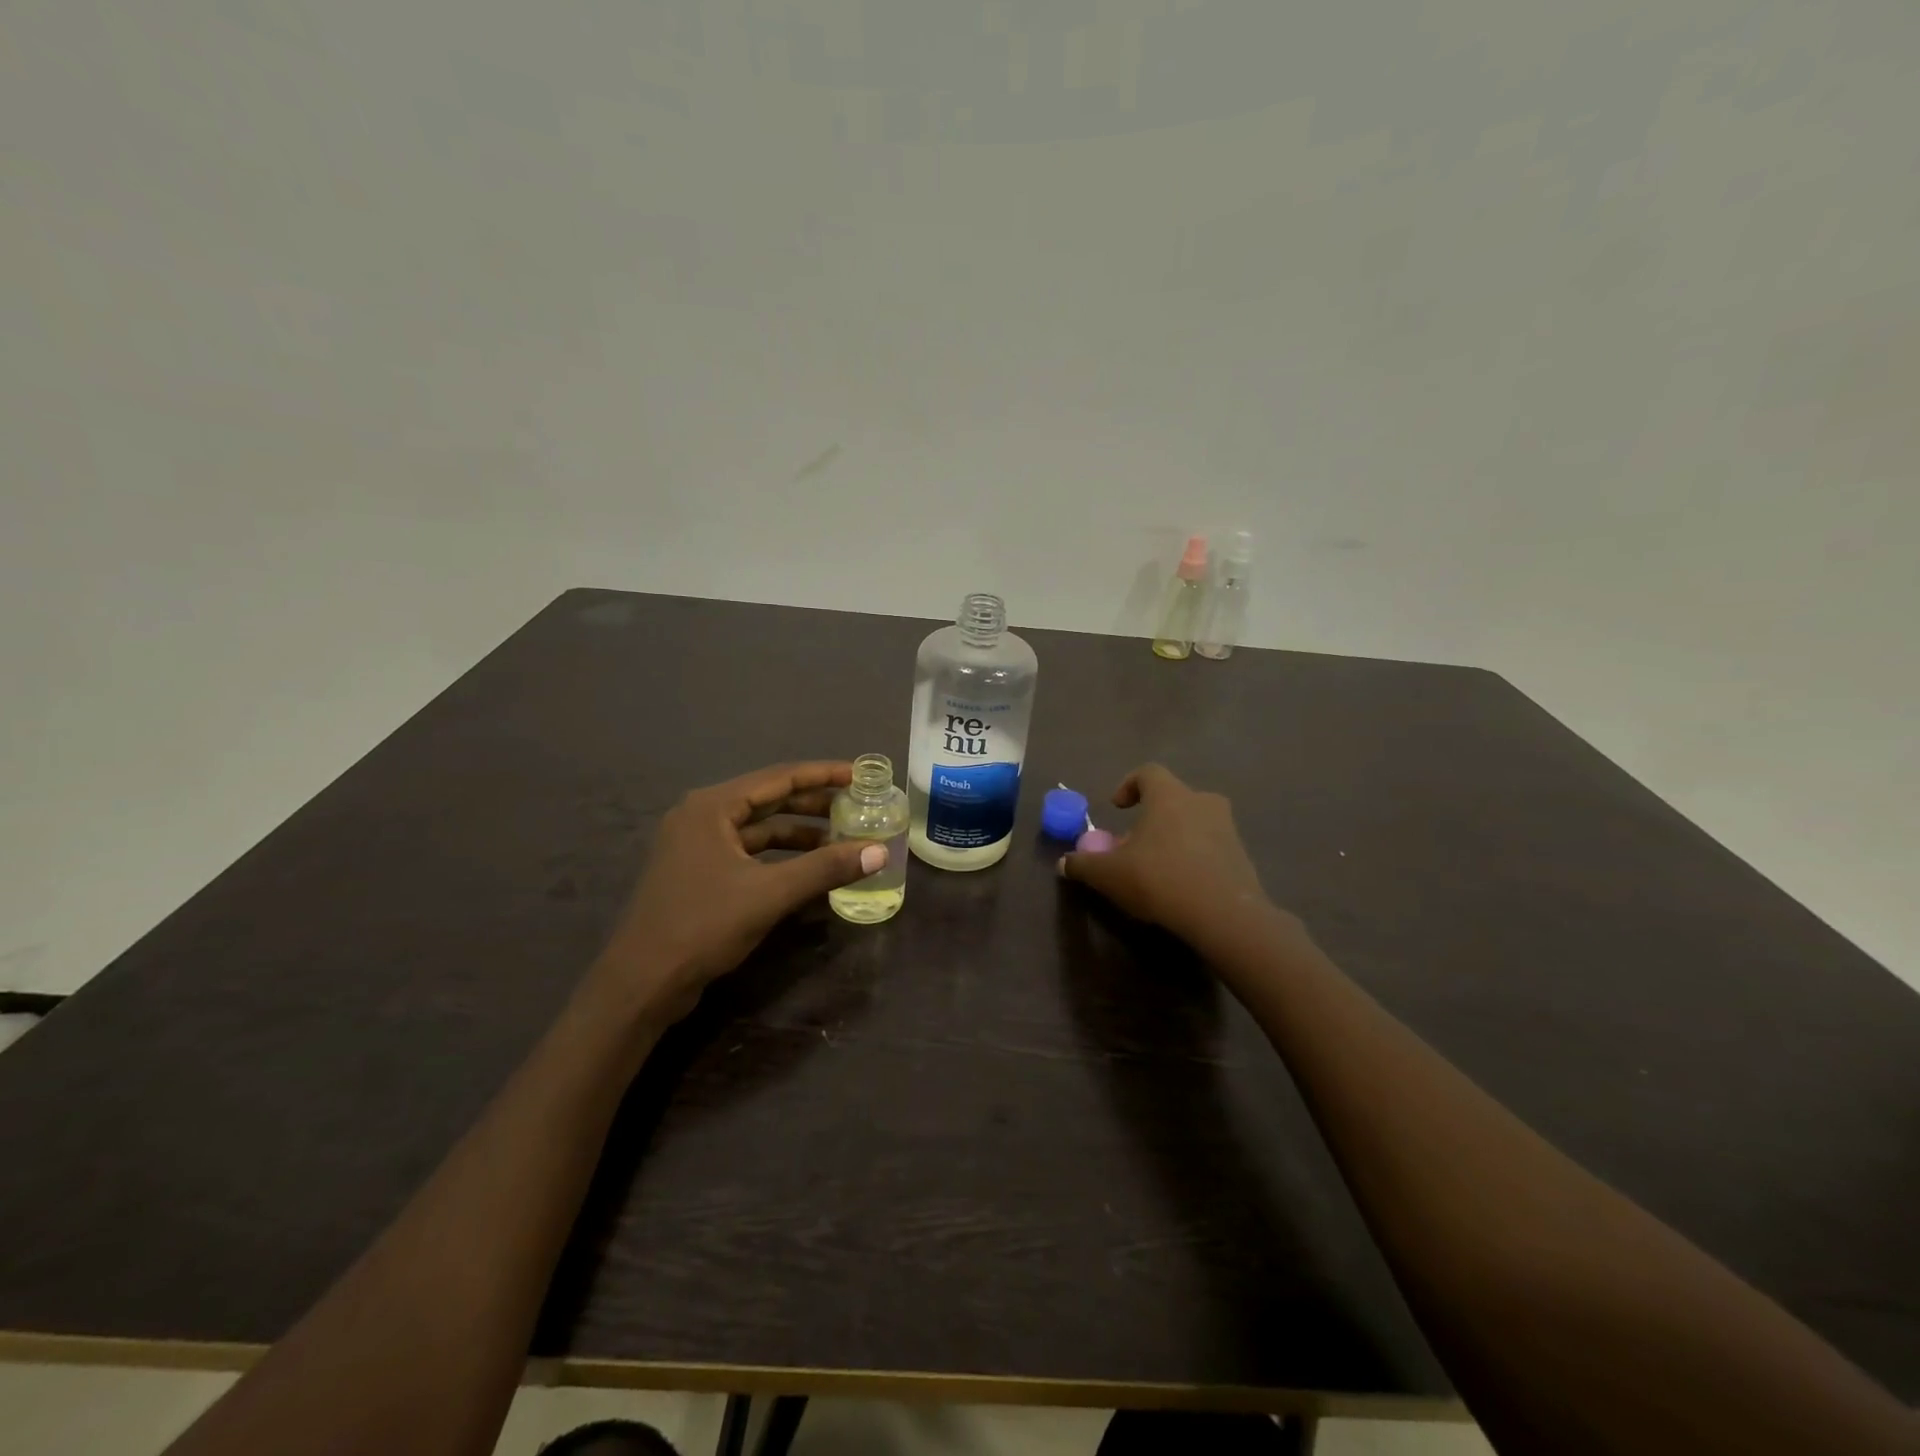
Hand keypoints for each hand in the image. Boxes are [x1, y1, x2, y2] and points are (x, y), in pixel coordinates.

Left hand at [593, 761, 885, 1022]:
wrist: (641, 983)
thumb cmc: (702, 925)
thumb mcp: (770, 894)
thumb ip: (826, 868)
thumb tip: (880, 851)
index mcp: (712, 807)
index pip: (779, 778)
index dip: (823, 775)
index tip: (860, 775)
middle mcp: (702, 817)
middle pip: (769, 800)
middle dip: (814, 805)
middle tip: (857, 807)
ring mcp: (698, 846)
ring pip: (760, 830)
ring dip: (800, 834)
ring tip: (842, 841)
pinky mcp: (699, 873)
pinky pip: (750, 853)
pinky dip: (781, 858)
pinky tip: (810, 870)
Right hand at [1058, 764, 1277, 948]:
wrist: (1223, 915)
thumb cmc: (1159, 878)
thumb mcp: (1108, 874)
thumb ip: (1083, 865)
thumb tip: (1063, 863)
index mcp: (1170, 795)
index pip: (1148, 773)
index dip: (1129, 785)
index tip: (1117, 807)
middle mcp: (1202, 802)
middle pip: (1173, 798)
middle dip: (1151, 817)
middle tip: (1134, 844)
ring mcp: (1227, 829)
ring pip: (1194, 823)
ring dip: (1174, 838)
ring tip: (1157, 867)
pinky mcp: (1242, 857)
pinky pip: (1211, 848)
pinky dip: (1194, 859)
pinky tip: (1181, 886)